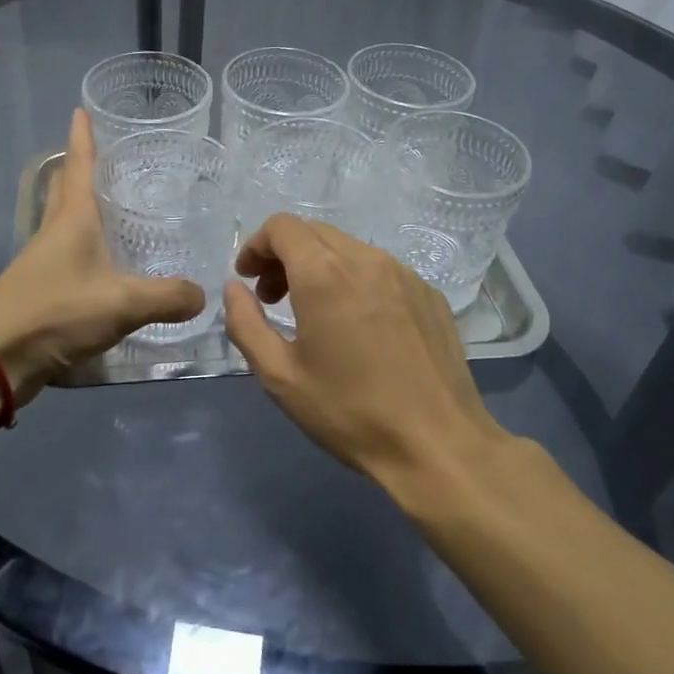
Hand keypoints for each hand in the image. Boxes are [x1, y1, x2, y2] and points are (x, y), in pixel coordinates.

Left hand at [0, 110, 204, 402]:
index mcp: (72, 219)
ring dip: (84, 211)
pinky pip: (68, 259)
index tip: (80, 109)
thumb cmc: (56, 312)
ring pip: (66, 224)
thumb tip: (201, 294)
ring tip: (116, 210)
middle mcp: (54, 232)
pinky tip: (107, 267)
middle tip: (108, 158)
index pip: (78, 165)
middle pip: (66, 190)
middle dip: (81, 170)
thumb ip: (167, 297)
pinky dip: (87, 252)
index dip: (82, 137)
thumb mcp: (122, 302)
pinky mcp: (40, 290)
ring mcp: (43, 262)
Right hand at [221, 215, 508, 485]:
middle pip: (313, 232)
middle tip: (272, 299)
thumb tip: (234, 289)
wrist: (439, 446)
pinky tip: (357, 326)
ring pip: (348, 248)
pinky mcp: (429, 293)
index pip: (282, 227)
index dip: (256, 246)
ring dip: (318, 266)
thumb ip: (245, 324)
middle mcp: (365, 260)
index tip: (247, 279)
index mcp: (324, 274)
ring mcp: (404, 274)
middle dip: (283, 255)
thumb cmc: (350, 412)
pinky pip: (379, 269)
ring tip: (313, 313)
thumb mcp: (280, 377)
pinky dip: (354, 280)